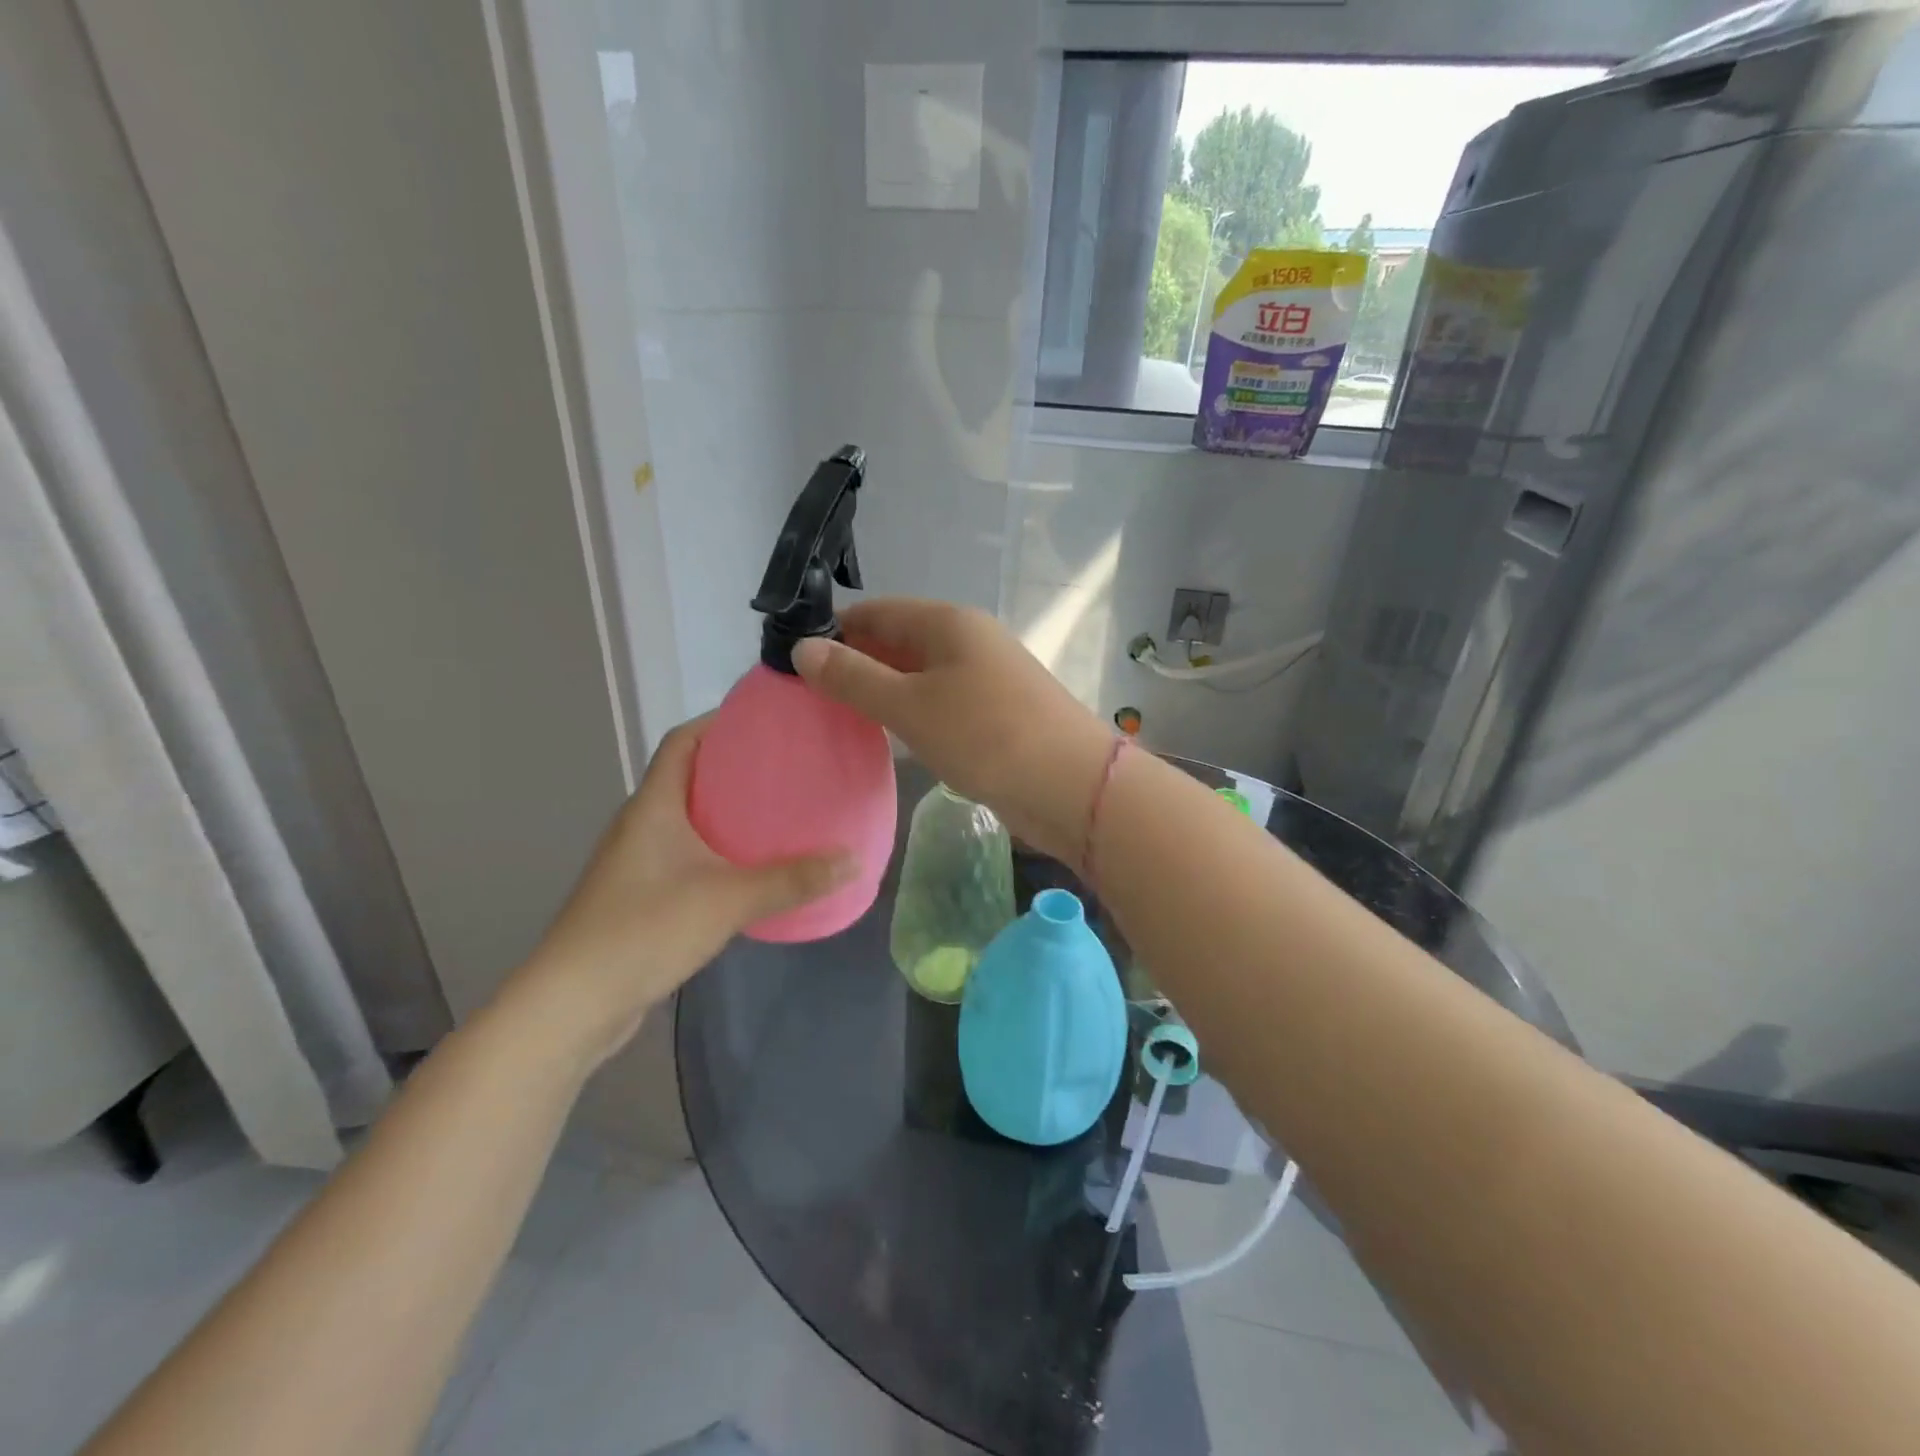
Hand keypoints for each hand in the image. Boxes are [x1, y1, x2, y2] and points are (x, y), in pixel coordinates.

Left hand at [495, 717, 855, 1066]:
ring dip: (729, 812)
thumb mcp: (728, 899)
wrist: (574, 1004)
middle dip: (736, 767)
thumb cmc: (645, 930)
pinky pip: (687, 856)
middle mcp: (641, 825)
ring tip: (780, 813)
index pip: (682, 741)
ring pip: (689, 819)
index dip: (719, 722)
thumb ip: (793, 879)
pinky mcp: (641, 897)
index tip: (766, 721)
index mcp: (653, 806)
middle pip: (689, 776)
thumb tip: (854, 860)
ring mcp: (637, 863)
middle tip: (789, 767)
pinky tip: (752, 869)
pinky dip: (719, 851)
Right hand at [793, 598, 1114, 868]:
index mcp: (948, 622)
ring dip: (881, 693)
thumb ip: (854, 678)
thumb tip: (802, 648)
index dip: (833, 631)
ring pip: (918, 676)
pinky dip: (910, 715)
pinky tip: (886, 738)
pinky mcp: (994, 715)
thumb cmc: (986, 735)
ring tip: (834, 718)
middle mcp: (967, 641)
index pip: (876, 612)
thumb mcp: (910, 705)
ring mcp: (984, 679)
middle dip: (854, 664)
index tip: (791, 660)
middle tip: (805, 697)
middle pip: (897, 642)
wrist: (1071, 786)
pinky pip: (939, 704)